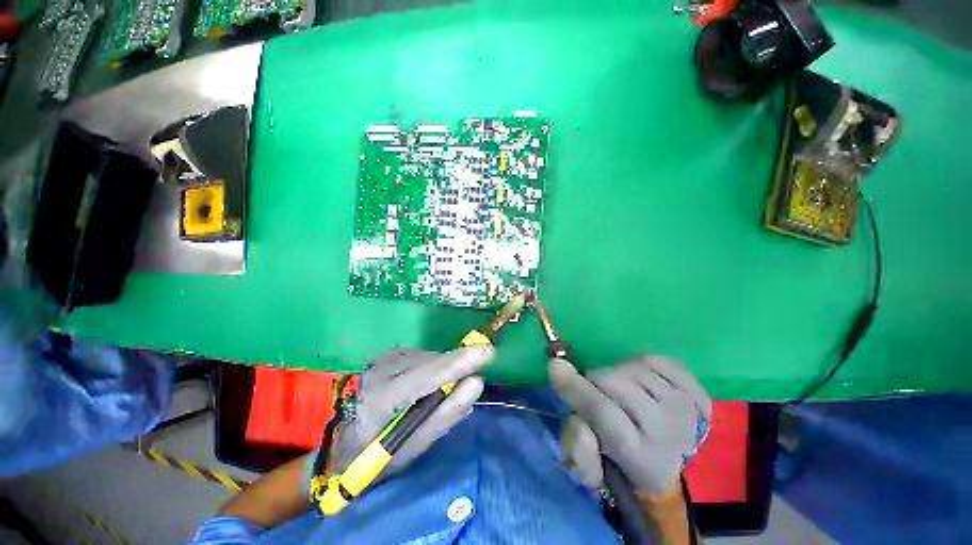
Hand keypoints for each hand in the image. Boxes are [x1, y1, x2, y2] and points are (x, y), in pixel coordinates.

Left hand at [332, 346, 493, 476]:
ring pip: (430, 357)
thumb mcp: (414, 446)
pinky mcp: (390, 353)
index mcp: (381, 399)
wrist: (343, 443)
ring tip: (434, 395)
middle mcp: (381, 369)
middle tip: (463, 388)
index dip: (458, 363)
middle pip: (432, 362)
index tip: (488, 353)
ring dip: (443, 372)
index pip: (426, 375)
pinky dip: (433, 369)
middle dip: (454, 370)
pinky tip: (424, 386)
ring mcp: (383, 358)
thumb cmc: (378, 455)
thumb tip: (476, 382)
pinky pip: (424, 357)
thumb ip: (447, 413)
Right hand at [549, 355, 710, 496]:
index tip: (555, 367)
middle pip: (616, 383)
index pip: (604, 415)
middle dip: (593, 380)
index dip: (577, 389)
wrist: (669, 459)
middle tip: (592, 390)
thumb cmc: (621, 464)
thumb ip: (578, 450)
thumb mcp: (590, 470)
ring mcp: (685, 407)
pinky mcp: (694, 389)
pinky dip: (637, 363)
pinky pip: (654, 359)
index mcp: (640, 458)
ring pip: (632, 368)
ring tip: (616, 389)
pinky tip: (636, 380)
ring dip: (614, 373)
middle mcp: (668, 430)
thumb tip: (577, 419)